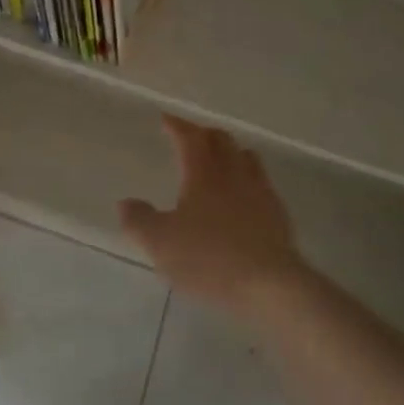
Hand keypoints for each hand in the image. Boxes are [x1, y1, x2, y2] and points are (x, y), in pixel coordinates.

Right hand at [120, 115, 304, 316]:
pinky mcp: (278, 216)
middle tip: (190, 137)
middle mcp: (234, 174)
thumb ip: (139, 220)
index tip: (166, 119)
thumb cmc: (208, 258)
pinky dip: (248, 179)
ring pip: (246, 158)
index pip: (190, 138)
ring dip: (230, 152)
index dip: (177, 126)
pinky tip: (243, 197)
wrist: (269, 285)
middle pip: (222, 141)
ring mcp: (261, 193)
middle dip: (203, 134)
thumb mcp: (160, 243)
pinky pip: (262, 184)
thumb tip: (125, 203)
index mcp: (203, 173)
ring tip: (220, 159)